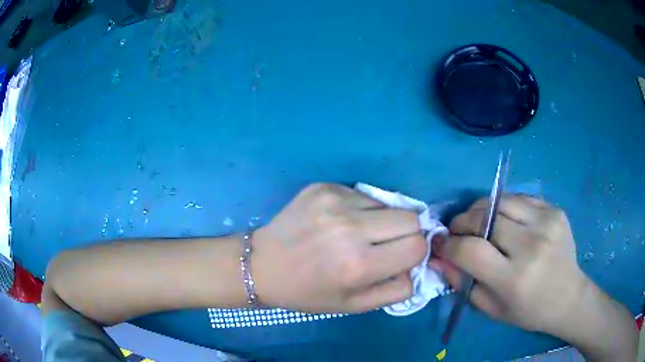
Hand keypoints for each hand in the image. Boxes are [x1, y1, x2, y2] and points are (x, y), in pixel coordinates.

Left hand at [252, 183, 426, 312]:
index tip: (400, 257)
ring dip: (381, 220)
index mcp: (358, 264)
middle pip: (410, 217)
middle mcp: (349, 228)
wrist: (262, 265)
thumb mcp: (354, 305)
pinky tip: (338, 222)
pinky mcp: (324, 186)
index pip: (417, 245)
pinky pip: (362, 195)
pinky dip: (360, 209)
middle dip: (406, 233)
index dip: (414, 253)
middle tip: (385, 244)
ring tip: (357, 234)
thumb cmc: (308, 292)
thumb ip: (395, 289)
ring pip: (387, 203)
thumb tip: (416, 266)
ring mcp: (335, 201)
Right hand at [433, 195, 586, 334]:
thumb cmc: (528, 310)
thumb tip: (438, 257)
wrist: (568, 296)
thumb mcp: (491, 308)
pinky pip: (520, 198)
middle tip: (457, 230)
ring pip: (500, 201)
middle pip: (484, 218)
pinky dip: (504, 206)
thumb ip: (462, 283)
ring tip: (478, 221)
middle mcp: (531, 246)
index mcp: (514, 279)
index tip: (440, 243)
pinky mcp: (554, 210)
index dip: (448, 244)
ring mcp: (546, 223)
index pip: (470, 250)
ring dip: (481, 209)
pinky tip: (504, 219)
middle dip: (462, 222)